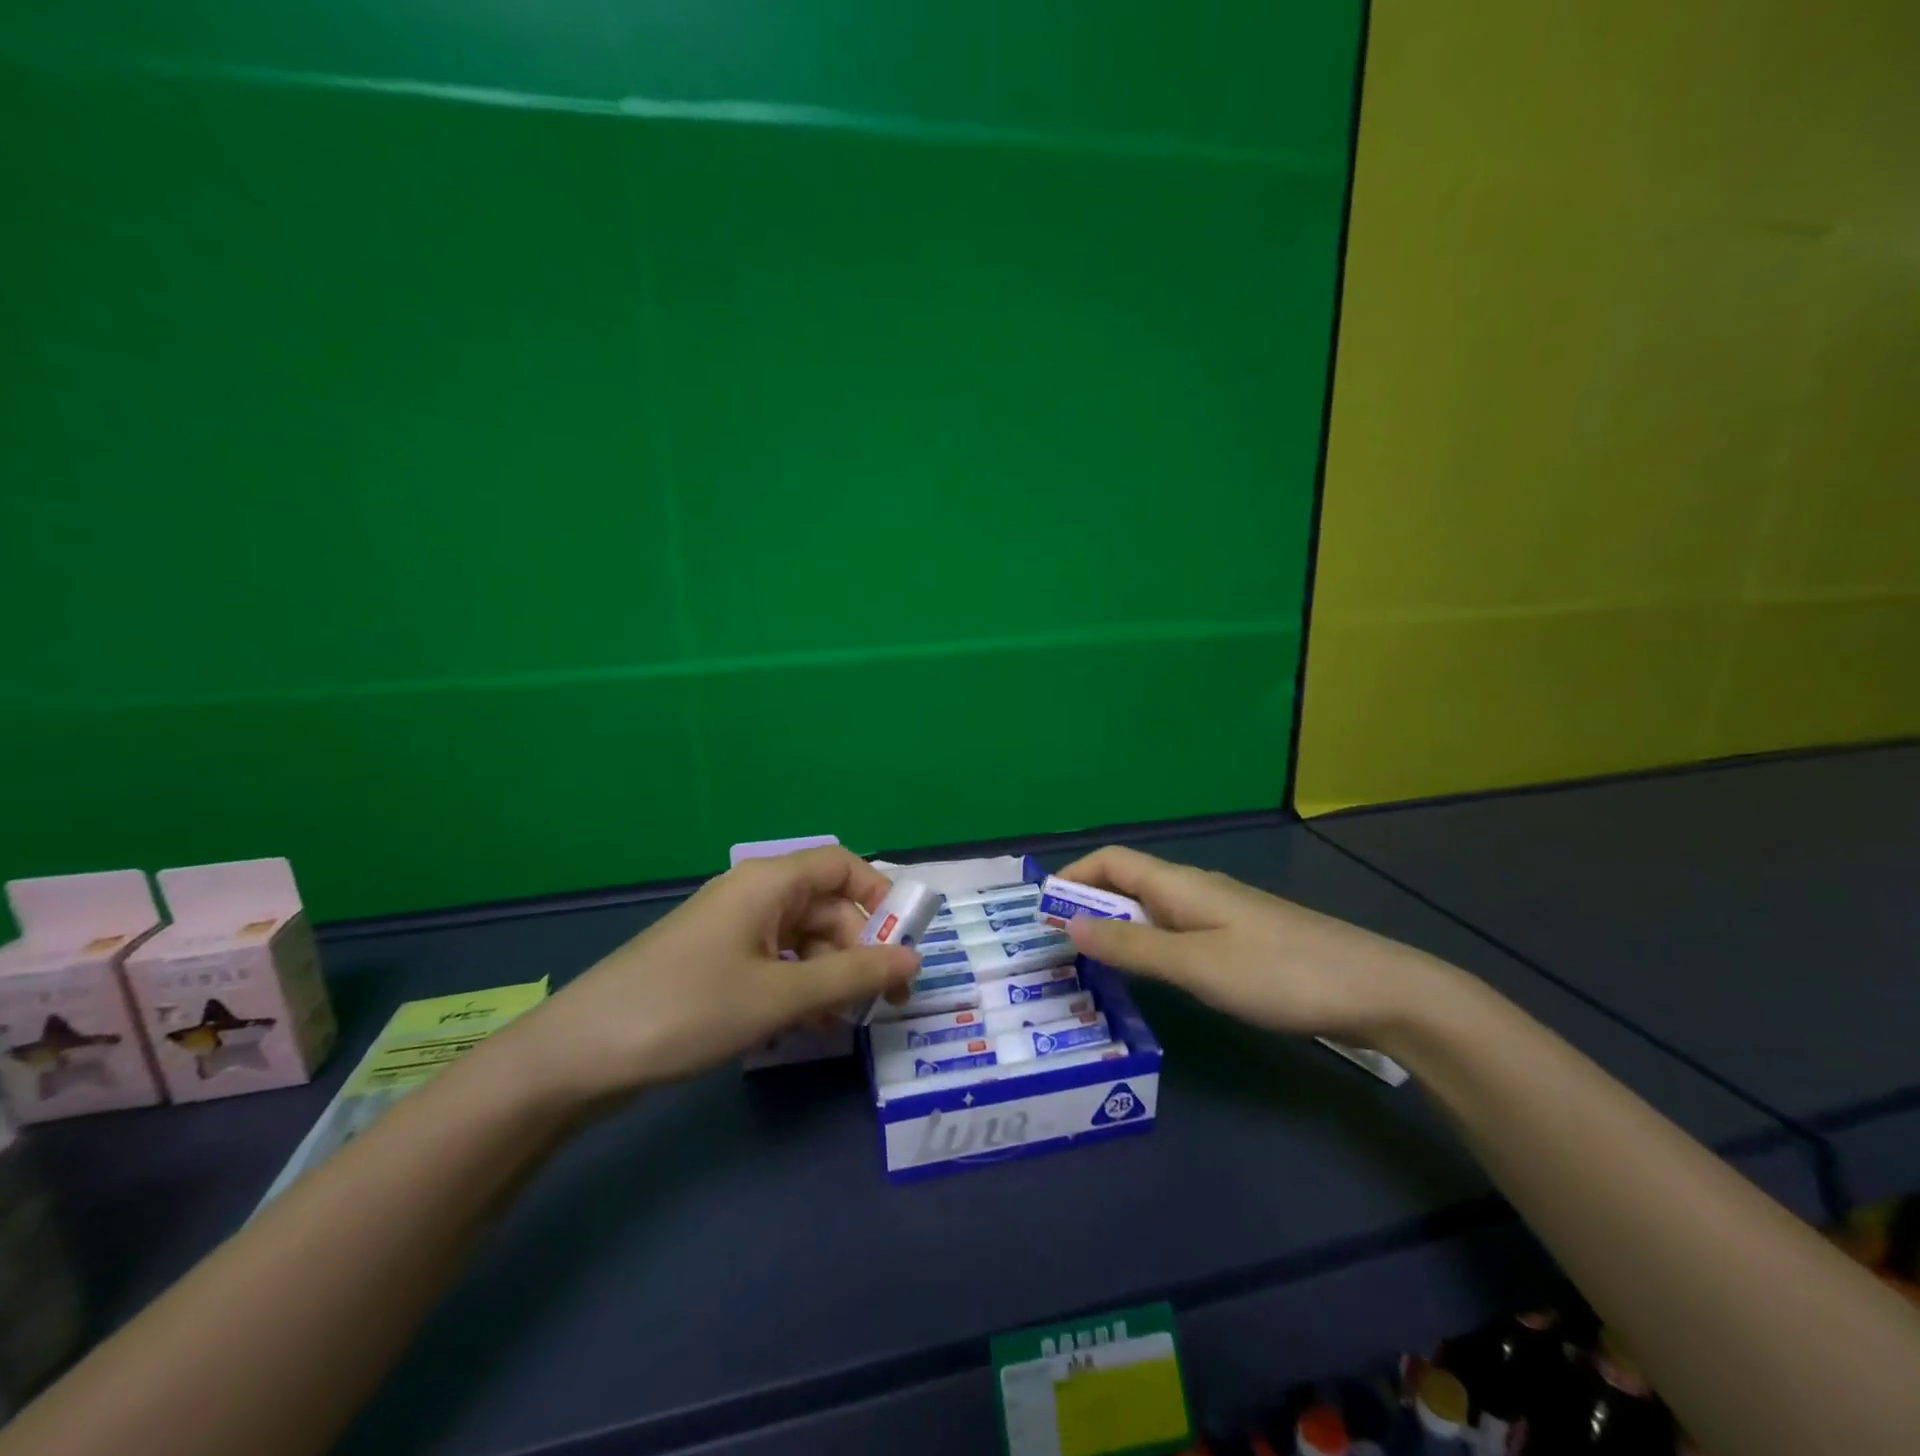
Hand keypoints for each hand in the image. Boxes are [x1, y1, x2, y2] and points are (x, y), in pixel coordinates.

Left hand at [500, 847, 919, 1102]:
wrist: (579, 1056)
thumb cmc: (687, 1010)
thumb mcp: (779, 995)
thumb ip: (852, 976)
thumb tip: (915, 959)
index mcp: (768, 882)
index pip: (842, 865)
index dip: (879, 897)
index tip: (904, 943)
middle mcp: (753, 896)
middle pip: (826, 907)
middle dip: (860, 949)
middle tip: (883, 1001)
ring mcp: (731, 931)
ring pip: (803, 940)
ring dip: (831, 976)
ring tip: (846, 1022)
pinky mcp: (716, 964)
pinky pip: (775, 964)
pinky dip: (799, 989)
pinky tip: (808, 1027)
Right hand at [1055, 846, 1448, 1040]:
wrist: (1375, 989)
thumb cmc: (1278, 973)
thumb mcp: (1196, 965)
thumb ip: (1132, 946)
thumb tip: (1069, 923)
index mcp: (1180, 884)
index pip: (1112, 861)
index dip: (1073, 876)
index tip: (1043, 912)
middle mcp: (1195, 890)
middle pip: (1128, 883)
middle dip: (1088, 906)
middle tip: (1058, 948)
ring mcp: (1220, 914)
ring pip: (1152, 910)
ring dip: (1117, 929)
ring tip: (1092, 966)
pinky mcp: (1239, 940)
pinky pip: (1176, 932)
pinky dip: (1148, 946)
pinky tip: (1150, 979)